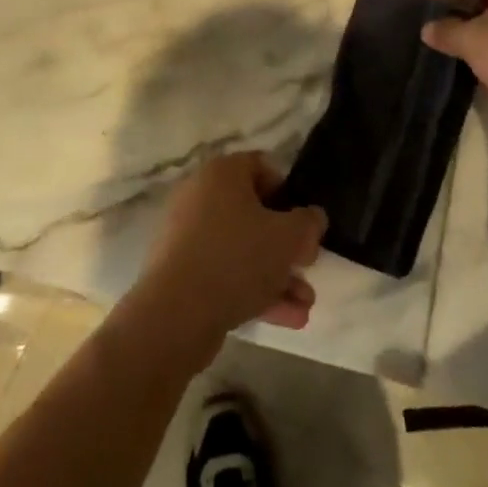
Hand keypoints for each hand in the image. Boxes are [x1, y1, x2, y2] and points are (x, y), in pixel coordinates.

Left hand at [135, 151, 326, 353]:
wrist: (175, 315)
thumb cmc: (237, 258)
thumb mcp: (288, 237)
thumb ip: (309, 223)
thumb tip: (312, 218)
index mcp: (222, 173)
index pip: (262, 167)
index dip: (289, 193)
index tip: (304, 223)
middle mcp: (201, 196)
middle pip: (255, 214)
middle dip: (287, 247)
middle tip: (308, 266)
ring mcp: (187, 236)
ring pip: (242, 250)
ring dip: (277, 276)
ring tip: (305, 305)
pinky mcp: (181, 272)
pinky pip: (224, 273)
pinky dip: (253, 291)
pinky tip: (286, 319)